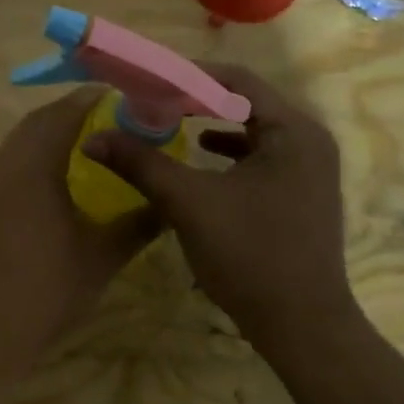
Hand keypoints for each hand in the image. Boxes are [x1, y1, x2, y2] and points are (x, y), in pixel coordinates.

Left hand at [0, 91, 157, 361]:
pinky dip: (30, 160)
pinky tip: (52, 185)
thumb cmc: (46, 291)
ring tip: (85, 148)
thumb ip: (139, 223)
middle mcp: (3, 165)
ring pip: (17, 144)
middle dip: (71, 114)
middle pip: (36, 123)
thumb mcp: (102, 258)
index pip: (63, 113)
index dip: (92, 100)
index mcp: (33, 166)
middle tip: (108, 121)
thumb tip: (170, 203)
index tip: (122, 99)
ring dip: (47, 136)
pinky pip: (5, 166)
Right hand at [84, 64, 359, 354]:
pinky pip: (260, 156)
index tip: (147, 83)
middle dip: (196, 100)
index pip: (237, 80)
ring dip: (211, 124)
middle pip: (246, 102)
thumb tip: (93, 138)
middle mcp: (309, 140)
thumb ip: (141, 164)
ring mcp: (309, 169)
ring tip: (169, 124)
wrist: (302, 327)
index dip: (188, 76)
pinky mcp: (301, 193)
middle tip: (152, 102)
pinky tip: (199, 158)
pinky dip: (228, 152)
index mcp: (293, 131)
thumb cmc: (249, 255)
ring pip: (253, 130)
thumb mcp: (188, 203)